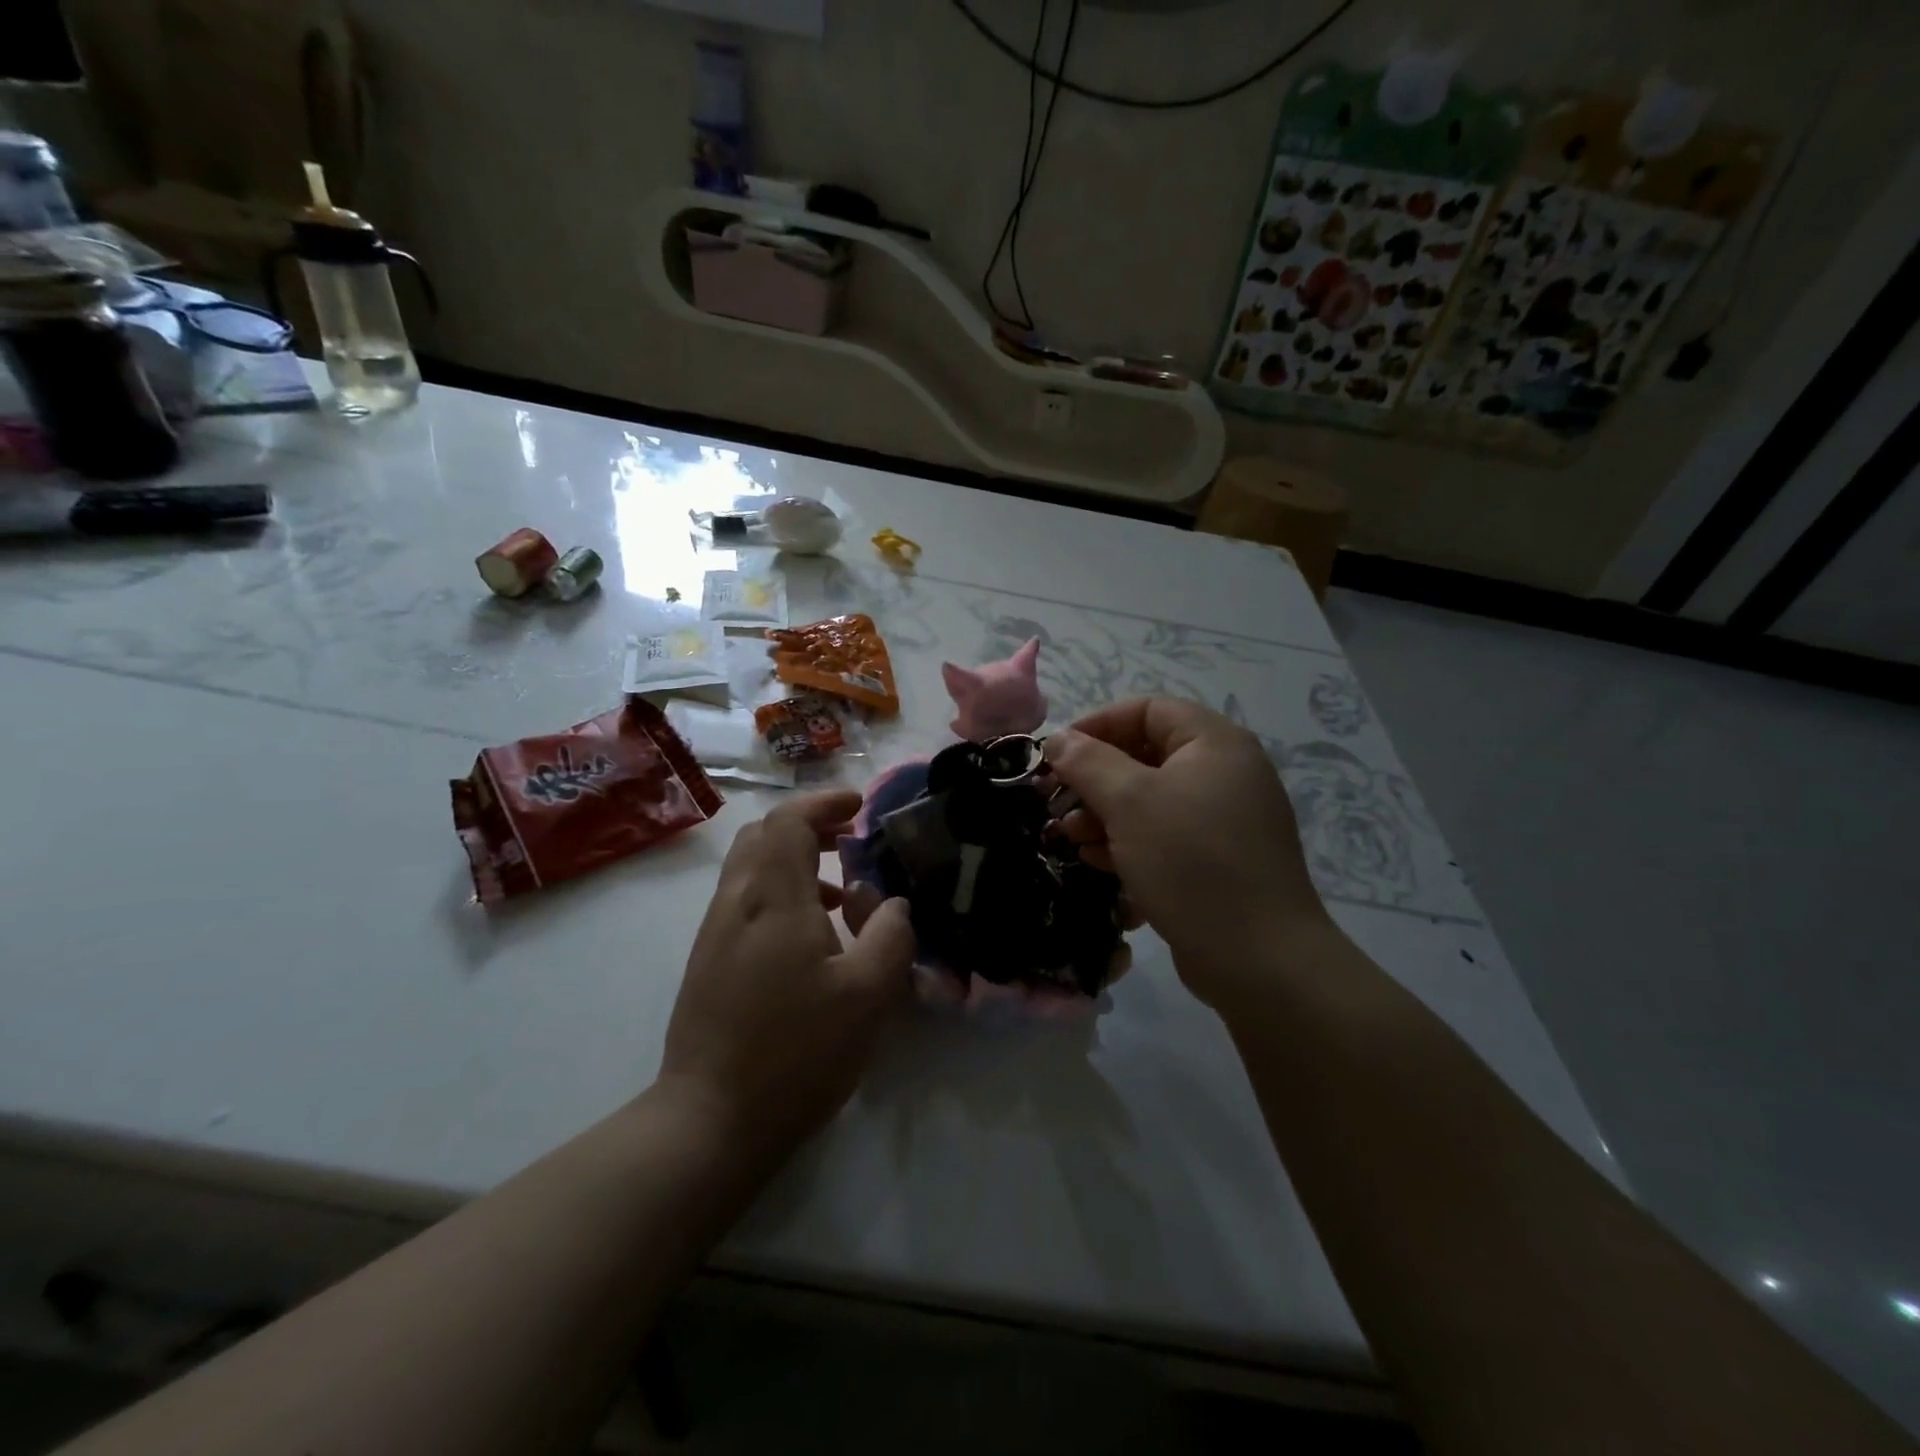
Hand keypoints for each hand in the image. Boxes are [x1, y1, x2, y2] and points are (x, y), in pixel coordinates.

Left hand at [659, 790, 915, 1162]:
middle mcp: (736, 903)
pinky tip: (809, 938)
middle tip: (850, 841)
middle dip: (808, 826)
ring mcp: (715, 933)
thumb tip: (891, 903)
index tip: (859, 807)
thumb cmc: (797, 1052)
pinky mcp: (707, 962)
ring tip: (838, 894)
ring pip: (750, 869)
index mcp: (772, 899)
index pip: (788, 821)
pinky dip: (778, 893)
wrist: (710, 1120)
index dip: (824, 803)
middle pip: (763, 836)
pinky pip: (743, 901)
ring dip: (793, 861)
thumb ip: (890, 935)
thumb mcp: (868, 995)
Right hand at [1045, 698, 1331, 1007]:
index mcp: (1214, 744)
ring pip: (1151, 800)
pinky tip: (1097, 862)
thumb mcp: (1130, 803)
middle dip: (1095, 778)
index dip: (1097, 724)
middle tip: (1056, 801)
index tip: (1057, 754)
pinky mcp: (1218, 860)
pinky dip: (1129, 841)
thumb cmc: (1191, 862)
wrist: (1260, 959)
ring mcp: (1225, 820)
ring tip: (1068, 837)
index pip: (1147, 710)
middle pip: (1146, 755)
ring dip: (1104, 813)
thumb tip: (1058, 739)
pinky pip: (1165, 835)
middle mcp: (1225, 773)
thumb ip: (1088, 763)